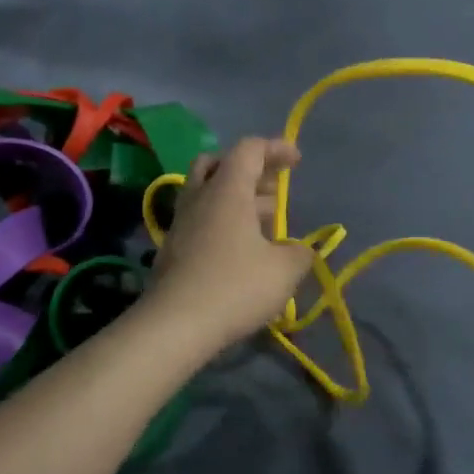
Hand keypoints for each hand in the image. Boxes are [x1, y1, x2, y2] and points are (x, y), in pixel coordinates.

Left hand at [148, 139, 314, 349]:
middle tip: (273, 190)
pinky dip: (222, 222)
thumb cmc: (234, 287)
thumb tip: (301, 251)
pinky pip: (200, 220)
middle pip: (218, 163)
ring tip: (264, 225)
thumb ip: (299, 254)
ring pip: (207, 192)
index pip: (250, 149)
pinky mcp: (172, 249)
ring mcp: (181, 223)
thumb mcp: (283, 271)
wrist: (173, 326)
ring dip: (236, 198)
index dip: (276, 148)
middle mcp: (200, 198)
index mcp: (228, 190)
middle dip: (249, 170)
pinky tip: (240, 251)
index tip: (297, 161)